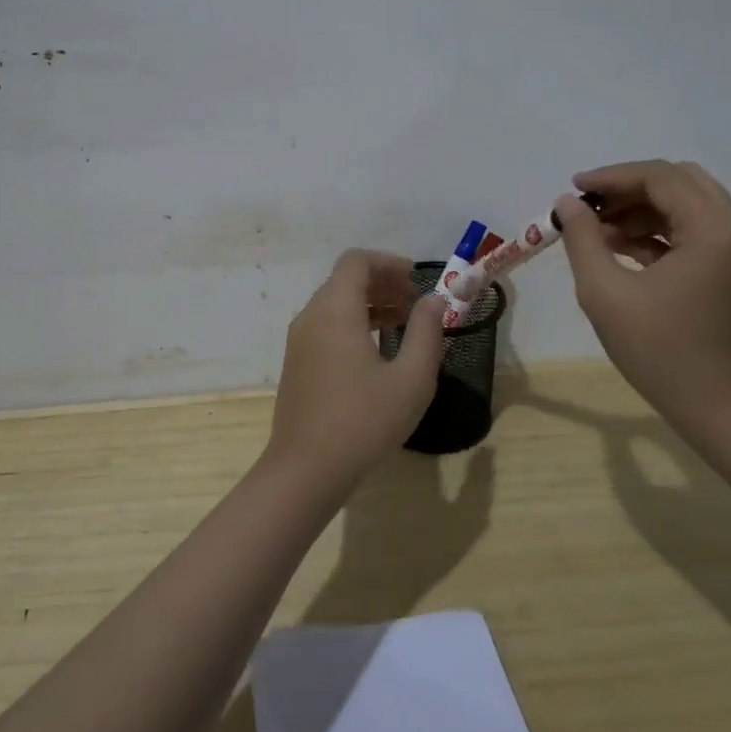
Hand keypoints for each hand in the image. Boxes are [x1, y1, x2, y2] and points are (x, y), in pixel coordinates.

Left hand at [265, 250, 445, 492]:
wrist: (306, 469)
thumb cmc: (364, 421)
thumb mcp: (411, 379)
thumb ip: (426, 332)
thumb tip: (433, 301)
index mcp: (335, 310)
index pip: (356, 261)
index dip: (388, 262)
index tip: (416, 278)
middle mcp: (311, 316)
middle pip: (345, 281)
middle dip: (383, 283)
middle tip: (417, 302)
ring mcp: (299, 341)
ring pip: (335, 304)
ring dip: (370, 304)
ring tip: (404, 323)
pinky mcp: (297, 363)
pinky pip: (326, 326)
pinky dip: (353, 323)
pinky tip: (378, 350)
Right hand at [555, 161, 730, 428]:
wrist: (721, 410)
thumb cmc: (661, 352)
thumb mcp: (605, 293)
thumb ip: (582, 239)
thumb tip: (567, 203)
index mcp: (713, 229)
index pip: (660, 177)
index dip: (612, 177)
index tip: (572, 189)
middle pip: (678, 182)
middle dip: (628, 188)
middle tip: (587, 207)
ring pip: (686, 205)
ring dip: (641, 209)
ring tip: (597, 231)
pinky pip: (692, 231)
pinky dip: (657, 231)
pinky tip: (620, 249)